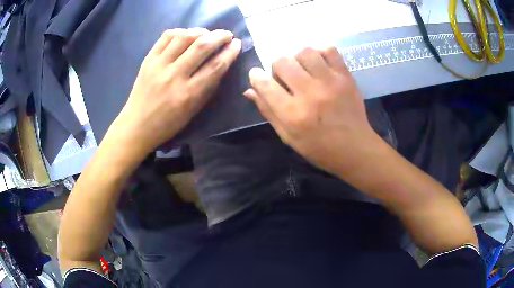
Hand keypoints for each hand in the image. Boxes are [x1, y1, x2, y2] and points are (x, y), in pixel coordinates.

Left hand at [116, 28, 241, 152]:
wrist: (137, 125)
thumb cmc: (168, 123)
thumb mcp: (193, 111)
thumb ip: (208, 88)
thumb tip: (221, 64)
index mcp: (188, 94)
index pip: (215, 66)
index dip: (230, 52)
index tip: (237, 44)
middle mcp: (174, 76)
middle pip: (202, 46)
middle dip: (219, 36)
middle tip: (227, 35)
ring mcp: (159, 65)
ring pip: (184, 37)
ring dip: (200, 31)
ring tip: (206, 34)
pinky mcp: (148, 60)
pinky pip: (166, 37)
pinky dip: (179, 32)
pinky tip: (185, 35)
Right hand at [244, 47, 381, 175]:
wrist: (354, 148)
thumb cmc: (319, 148)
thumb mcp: (288, 137)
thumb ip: (268, 111)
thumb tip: (249, 90)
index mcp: (293, 114)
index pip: (264, 84)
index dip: (256, 76)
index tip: (257, 76)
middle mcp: (310, 93)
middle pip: (281, 61)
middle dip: (276, 66)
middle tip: (284, 76)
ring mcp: (330, 82)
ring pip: (304, 51)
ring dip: (297, 57)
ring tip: (302, 68)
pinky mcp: (345, 77)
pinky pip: (329, 51)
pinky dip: (320, 53)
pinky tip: (319, 64)